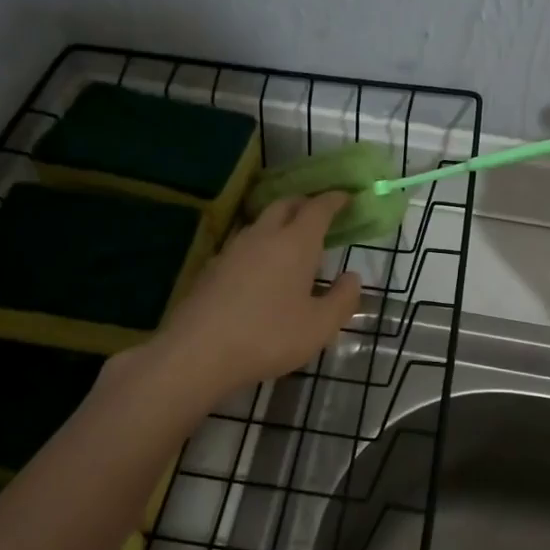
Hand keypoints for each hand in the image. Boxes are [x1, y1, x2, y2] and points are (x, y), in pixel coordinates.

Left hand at [145, 193, 362, 399]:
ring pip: (260, 223)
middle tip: (319, 215)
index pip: (318, 208)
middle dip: (304, 204)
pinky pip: (243, 245)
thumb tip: (352, 277)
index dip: (334, 200)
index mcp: (295, 243)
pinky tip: (260, 271)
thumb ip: (342, 299)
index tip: (346, 197)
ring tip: (291, 243)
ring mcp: (233, 250)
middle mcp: (263, 236)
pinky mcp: (211, 268)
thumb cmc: (268, 337)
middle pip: (285, 205)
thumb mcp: (319, 327)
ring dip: (279, 224)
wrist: (197, 352)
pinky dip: (259, 247)